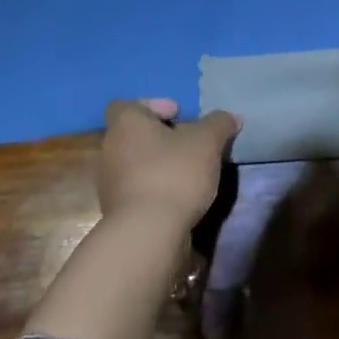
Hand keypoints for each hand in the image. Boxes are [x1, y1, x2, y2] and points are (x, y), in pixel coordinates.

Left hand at [96, 99, 239, 233]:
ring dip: (158, 164)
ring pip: (135, 162)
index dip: (154, 105)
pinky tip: (178, 197)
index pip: (127, 104)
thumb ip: (219, 124)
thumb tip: (230, 117)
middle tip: (189, 144)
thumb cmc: (174, 173)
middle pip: (134, 134)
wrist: (147, 234)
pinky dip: (154, 188)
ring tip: (188, 173)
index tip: (178, 116)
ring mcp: (108, 182)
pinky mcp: (115, 211)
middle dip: (161, 137)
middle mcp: (110, 148)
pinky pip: (136, 188)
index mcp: (126, 124)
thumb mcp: (207, 141)